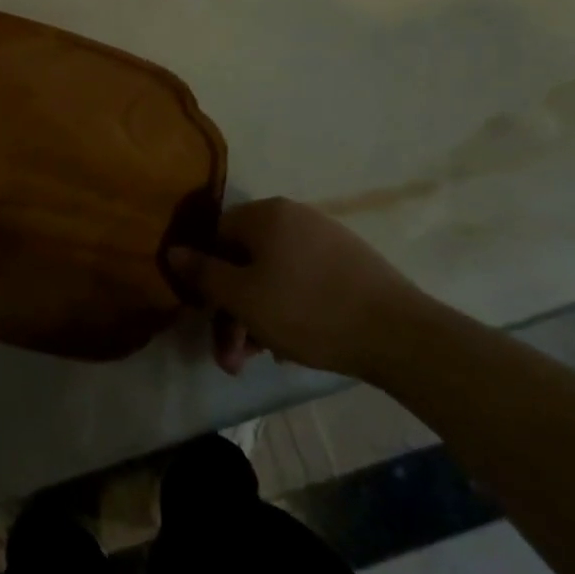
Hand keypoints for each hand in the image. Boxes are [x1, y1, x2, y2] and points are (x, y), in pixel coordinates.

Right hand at [165, 198, 431, 379]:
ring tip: (262, 359)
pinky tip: (293, 346)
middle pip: (245, 260)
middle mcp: (294, 216)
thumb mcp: (243, 298)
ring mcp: (326, 238)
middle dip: (233, 311)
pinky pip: (303, 281)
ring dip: (259, 316)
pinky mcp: (351, 263)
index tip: (207, 318)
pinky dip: (289, 308)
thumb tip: (173, 250)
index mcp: (265, 214)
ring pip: (274, 275)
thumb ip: (203, 274)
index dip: (205, 277)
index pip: (216, 236)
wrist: (401, 335)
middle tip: (234, 358)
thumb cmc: (308, 311)